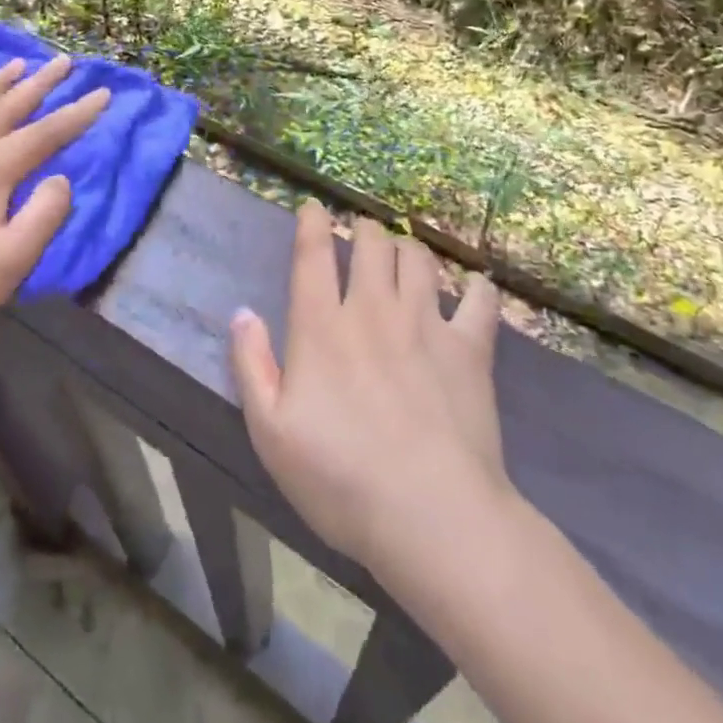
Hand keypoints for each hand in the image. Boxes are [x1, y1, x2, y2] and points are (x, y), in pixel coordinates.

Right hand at [230, 203, 508, 576]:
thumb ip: (251, 364)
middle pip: (371, 243)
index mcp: (322, 327)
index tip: (313, 207)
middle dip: (363, 229)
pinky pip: (479, 300)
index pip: (313, 254)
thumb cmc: (340, 478)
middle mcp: (373, 310)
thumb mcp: (270, 431)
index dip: (312, 222)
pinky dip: (476, 287)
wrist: (431, 516)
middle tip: (361, 235)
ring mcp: (426, 324)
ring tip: (404, 254)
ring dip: (408, 248)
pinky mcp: (470, 348)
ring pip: (418, 259)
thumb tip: (243, 312)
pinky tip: (473, 287)